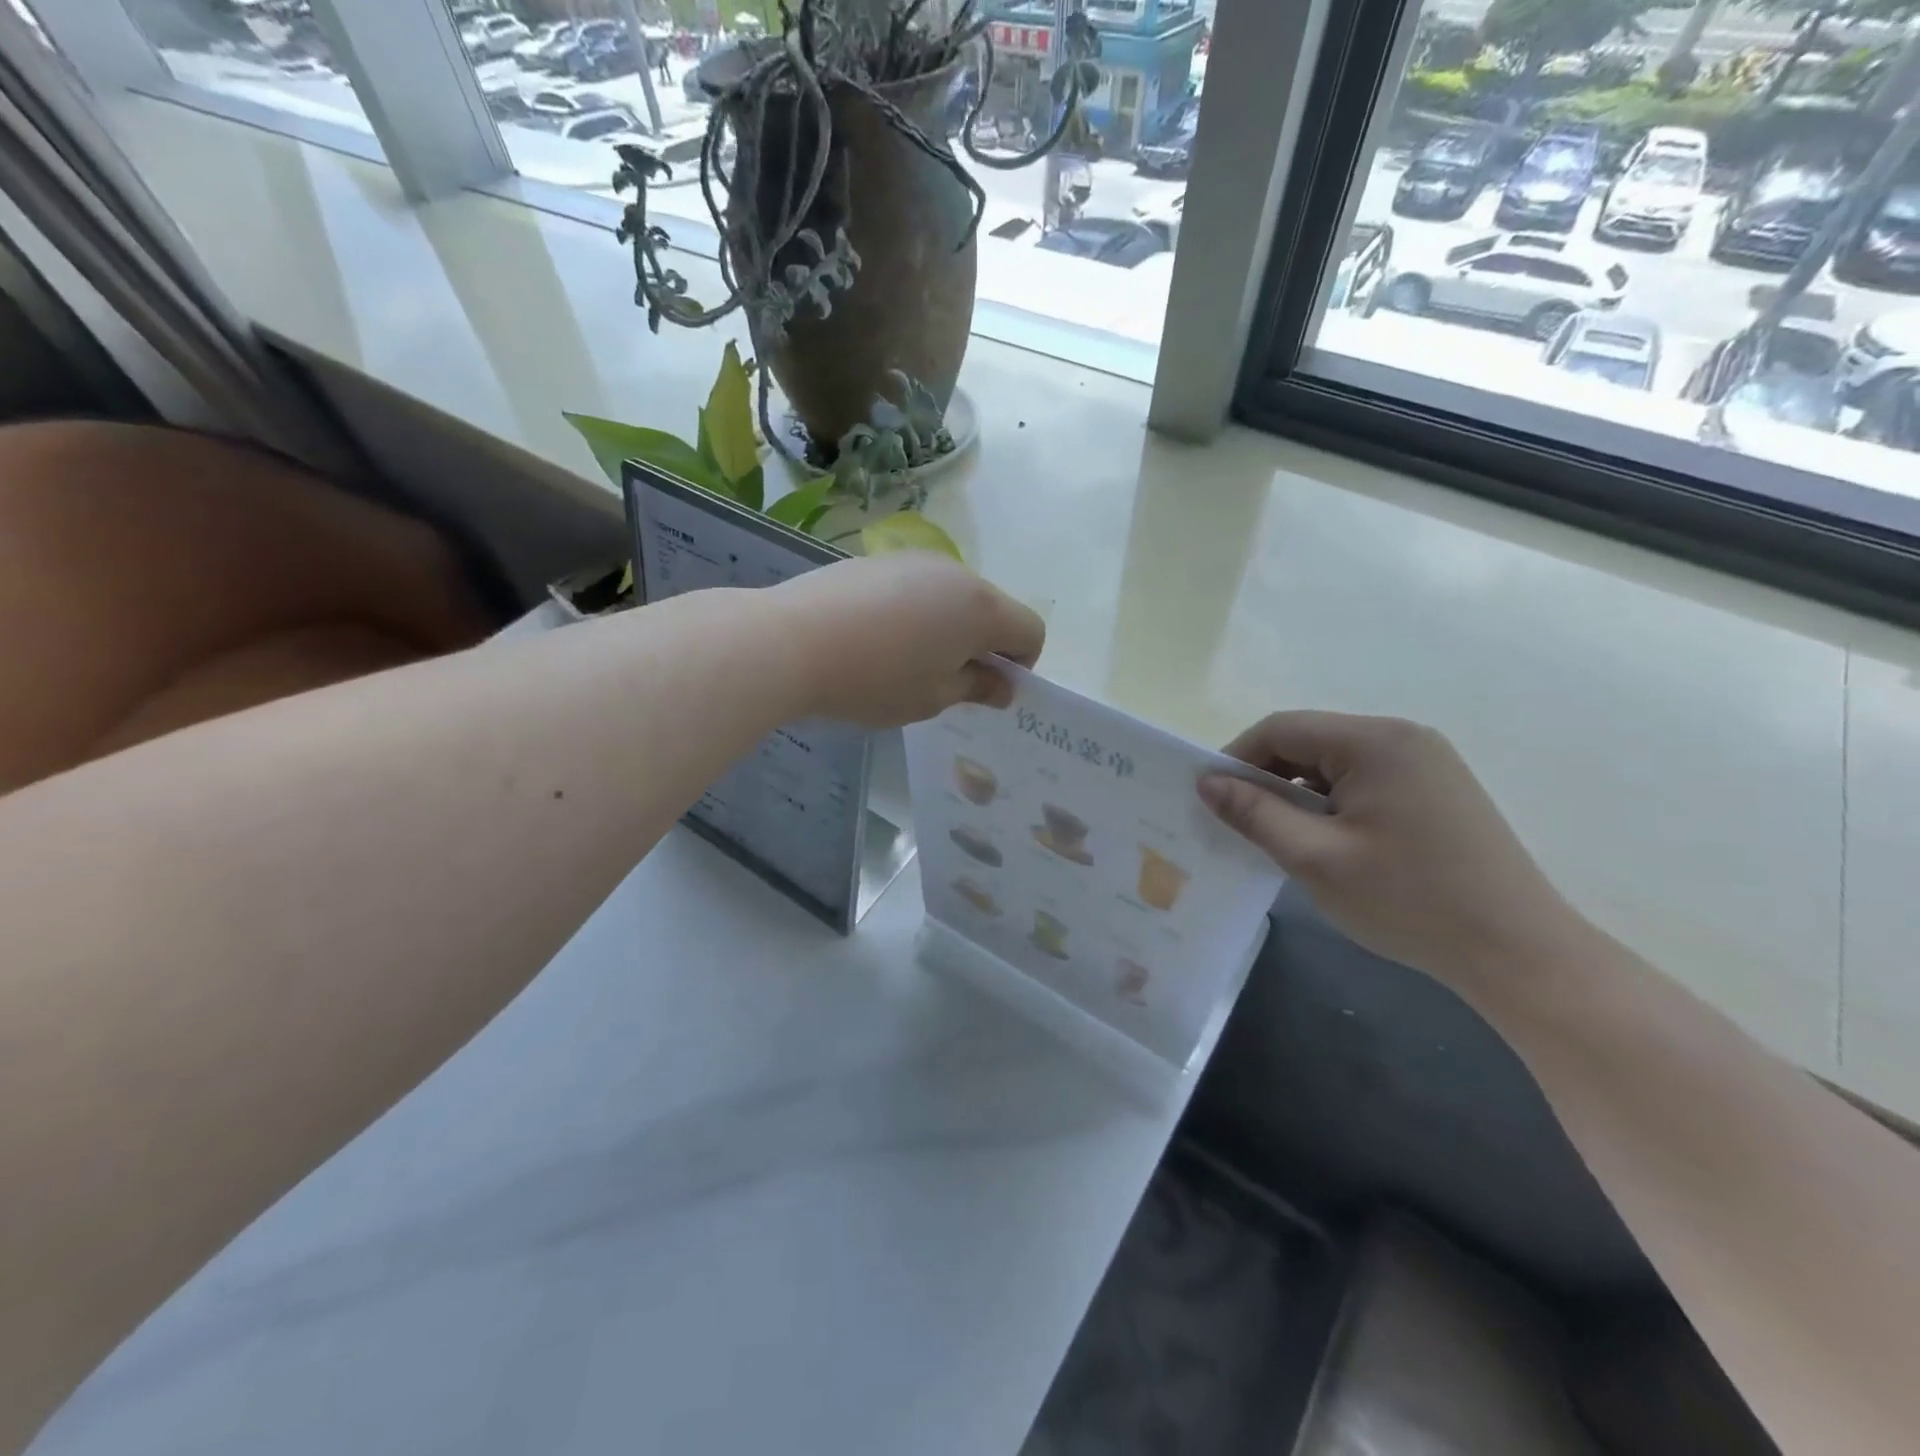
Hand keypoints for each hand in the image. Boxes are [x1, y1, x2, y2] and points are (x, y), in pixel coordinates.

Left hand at [773, 553, 1044, 729]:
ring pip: (952, 597)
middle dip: (982, 645)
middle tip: (943, 681)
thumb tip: (1002, 685)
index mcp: (981, 609)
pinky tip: (874, 638)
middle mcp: (956, 573)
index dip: (1020, 665)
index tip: (984, 689)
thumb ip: (975, 689)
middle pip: (992, 609)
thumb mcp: (931, 698)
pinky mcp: (878, 560)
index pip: (1030, 631)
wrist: (789, 640)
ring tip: (903, 660)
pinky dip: (914, 612)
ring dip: (947, 627)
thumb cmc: (873, 679)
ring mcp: (914, 560)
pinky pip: (916, 588)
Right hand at [1199, 712, 1587, 987]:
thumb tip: (1206, 782)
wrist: (1518, 952)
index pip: (1281, 729)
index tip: (1210, 799)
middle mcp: (1402, 737)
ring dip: (1299, 793)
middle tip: (1240, 824)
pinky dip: (1332, 803)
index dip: (1236, 759)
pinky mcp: (1437, 789)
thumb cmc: (1408, 901)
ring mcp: (1426, 762)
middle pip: (1309, 742)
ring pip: (1334, 764)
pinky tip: (1328, 842)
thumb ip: (1255, 813)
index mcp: (1374, 741)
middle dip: (1267, 778)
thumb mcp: (1315, 858)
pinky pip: (1364, 781)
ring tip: (1281, 839)